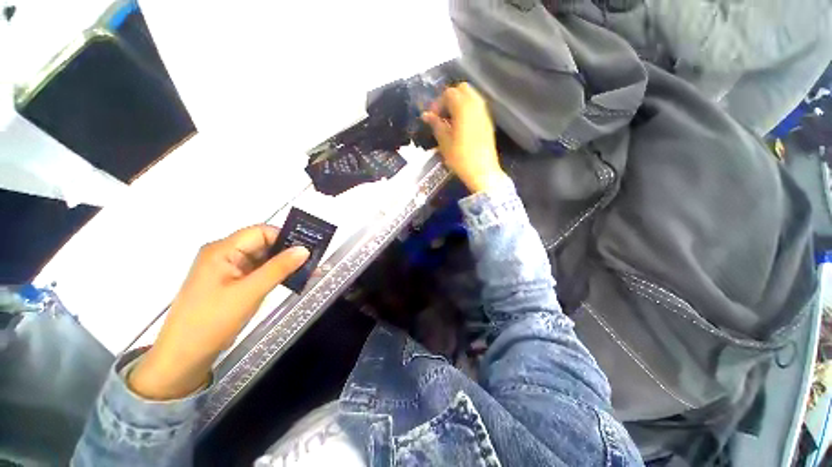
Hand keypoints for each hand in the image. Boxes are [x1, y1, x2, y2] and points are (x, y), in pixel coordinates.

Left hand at [129, 225, 309, 399]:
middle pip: (263, 244)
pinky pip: (258, 272)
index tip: (308, 249)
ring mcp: (227, 269)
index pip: (261, 232)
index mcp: (223, 250)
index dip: (285, 237)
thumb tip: (304, 249)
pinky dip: (275, 275)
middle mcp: (224, 255)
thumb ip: (278, 268)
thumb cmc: (212, 321)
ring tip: (308, 271)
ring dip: (283, 265)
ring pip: (262, 258)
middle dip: (288, 252)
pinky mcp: (231, 283)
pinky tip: (291, 280)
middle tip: (313, 261)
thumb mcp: (250, 292)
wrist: (184, 356)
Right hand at [422, 83, 506, 192]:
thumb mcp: (444, 142)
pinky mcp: (488, 122)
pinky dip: (467, 110)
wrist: (482, 172)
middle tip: (441, 114)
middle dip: (450, 98)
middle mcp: (476, 105)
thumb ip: (436, 125)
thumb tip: (426, 115)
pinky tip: (460, 126)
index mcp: (463, 108)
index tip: (431, 117)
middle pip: (462, 89)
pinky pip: (477, 107)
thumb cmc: (460, 158)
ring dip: (459, 103)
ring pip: (471, 97)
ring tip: (450, 121)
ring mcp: (484, 113)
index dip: (438, 103)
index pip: (449, 93)